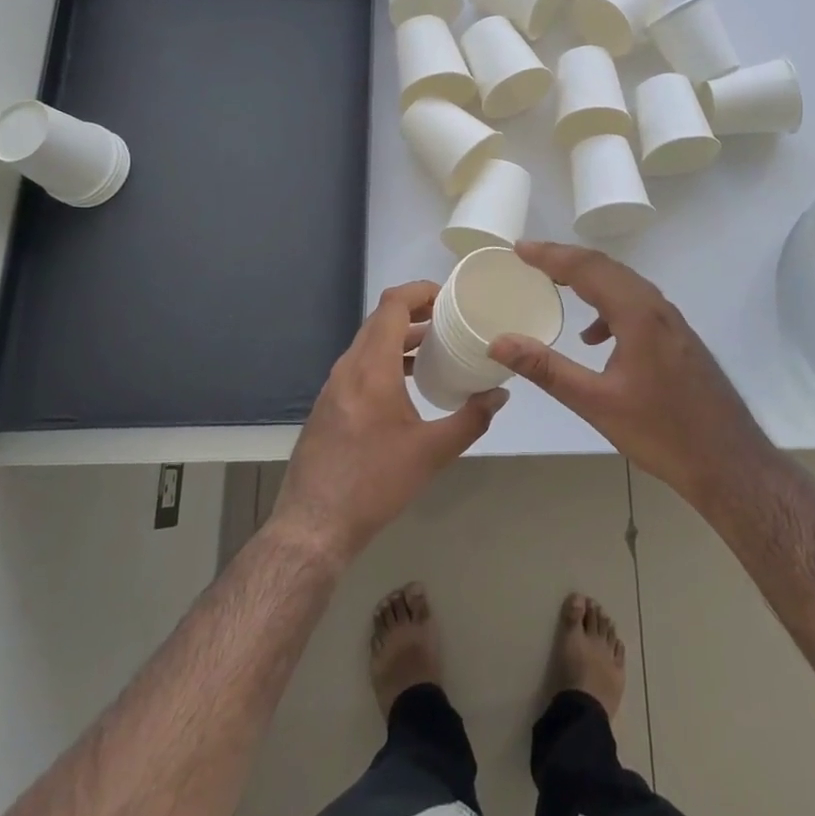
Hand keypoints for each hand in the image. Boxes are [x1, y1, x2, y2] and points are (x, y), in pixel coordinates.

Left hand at [272, 281, 505, 565]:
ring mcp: (334, 385)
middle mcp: (348, 367)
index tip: (449, 296)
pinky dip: (386, 358)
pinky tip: (407, 384)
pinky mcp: (329, 404)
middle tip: (450, 319)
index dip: (420, 290)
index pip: (392, 305)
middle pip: (381, 319)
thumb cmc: (375, 483)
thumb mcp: (432, 453)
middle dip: (416, 311)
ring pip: (369, 342)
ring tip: (435, 347)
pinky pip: (359, 364)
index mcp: (372, 367)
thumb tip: (500, 394)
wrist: (313, 525)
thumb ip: (471, 419)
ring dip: (400, 337)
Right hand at [487, 242, 774, 508]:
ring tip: (555, 286)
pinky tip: (596, 338)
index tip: (519, 248)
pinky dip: (609, 306)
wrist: (730, 463)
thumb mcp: (596, 403)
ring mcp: (672, 322)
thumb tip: (499, 342)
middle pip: (607, 268)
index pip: (587, 269)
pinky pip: (637, 305)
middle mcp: (657, 307)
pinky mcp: (678, 339)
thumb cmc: (662, 432)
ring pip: (624, 284)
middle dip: (566, 259)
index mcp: (638, 314)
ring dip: (588, 280)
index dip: (550, 255)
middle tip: (529, 258)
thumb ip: (546, 369)